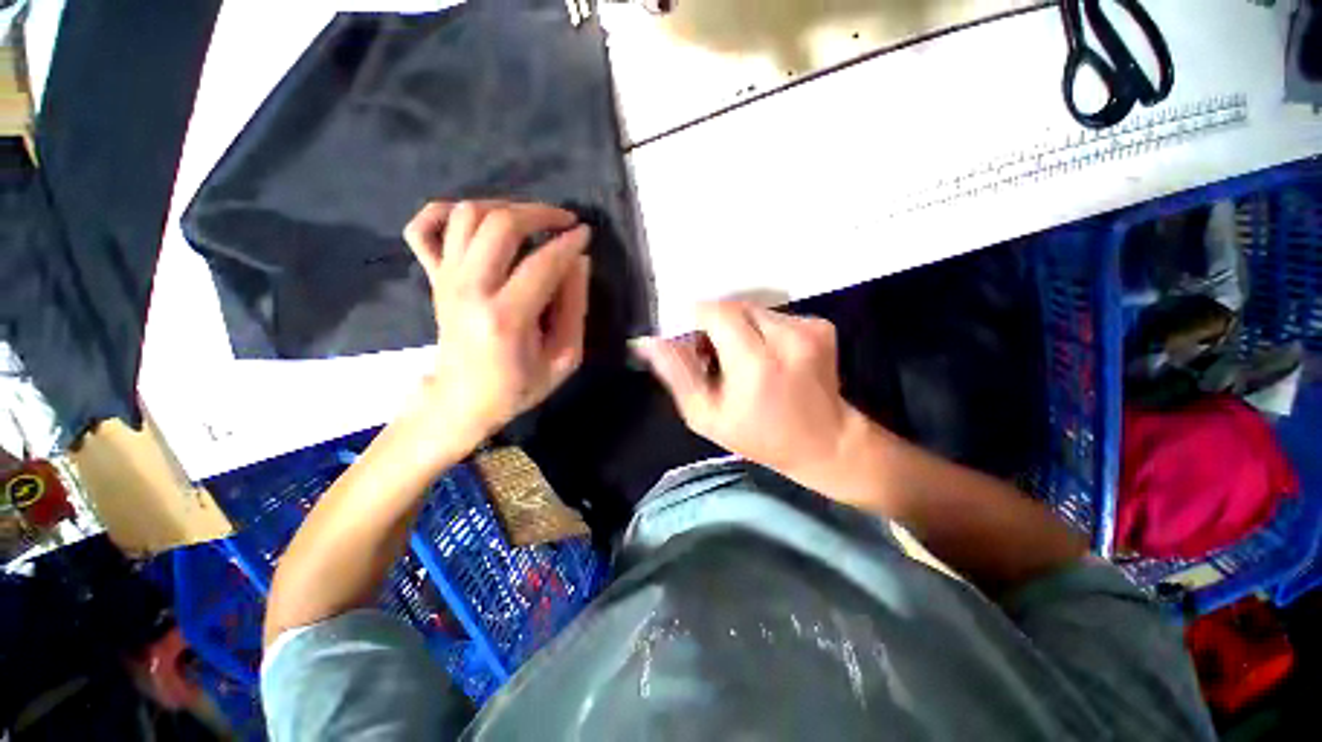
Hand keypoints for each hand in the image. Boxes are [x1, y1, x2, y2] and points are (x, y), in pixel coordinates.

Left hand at [403, 200, 590, 450]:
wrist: (462, 401)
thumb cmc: (518, 386)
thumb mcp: (564, 358)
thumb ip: (576, 308)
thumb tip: (580, 260)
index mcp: (506, 318)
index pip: (543, 263)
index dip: (570, 243)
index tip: (587, 234)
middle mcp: (469, 289)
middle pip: (500, 224)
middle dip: (540, 213)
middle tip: (565, 220)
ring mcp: (445, 279)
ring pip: (466, 215)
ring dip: (504, 207)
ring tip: (532, 221)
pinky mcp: (433, 278)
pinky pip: (424, 227)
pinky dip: (446, 211)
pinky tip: (475, 220)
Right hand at [634, 301, 862, 488]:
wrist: (825, 442)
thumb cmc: (759, 436)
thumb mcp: (706, 416)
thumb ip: (677, 374)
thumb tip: (648, 341)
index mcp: (756, 363)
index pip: (717, 312)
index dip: (697, 318)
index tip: (692, 339)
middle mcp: (787, 337)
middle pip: (734, 307)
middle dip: (716, 324)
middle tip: (714, 354)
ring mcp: (809, 328)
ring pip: (754, 309)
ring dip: (739, 327)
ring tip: (742, 359)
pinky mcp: (821, 325)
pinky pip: (775, 315)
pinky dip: (762, 330)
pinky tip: (767, 356)